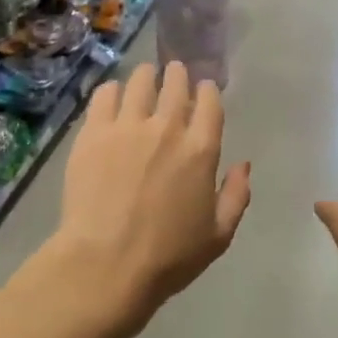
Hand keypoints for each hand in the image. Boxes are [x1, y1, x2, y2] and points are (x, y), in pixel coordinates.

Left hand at [47, 63, 250, 333]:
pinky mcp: (94, 131)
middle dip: (178, 75)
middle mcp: (167, 127)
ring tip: (145, 78)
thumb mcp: (218, 236)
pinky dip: (113, 90)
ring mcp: (128, 125)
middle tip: (174, 73)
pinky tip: (113, 96)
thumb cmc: (167, 257)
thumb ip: (236, 195)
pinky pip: (105, 94)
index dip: (207, 90)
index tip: (203, 90)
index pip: (209, 102)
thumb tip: (243, 165)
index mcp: (201, 149)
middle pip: (176, 83)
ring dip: (147, 76)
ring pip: (141, 81)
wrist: (105, 264)